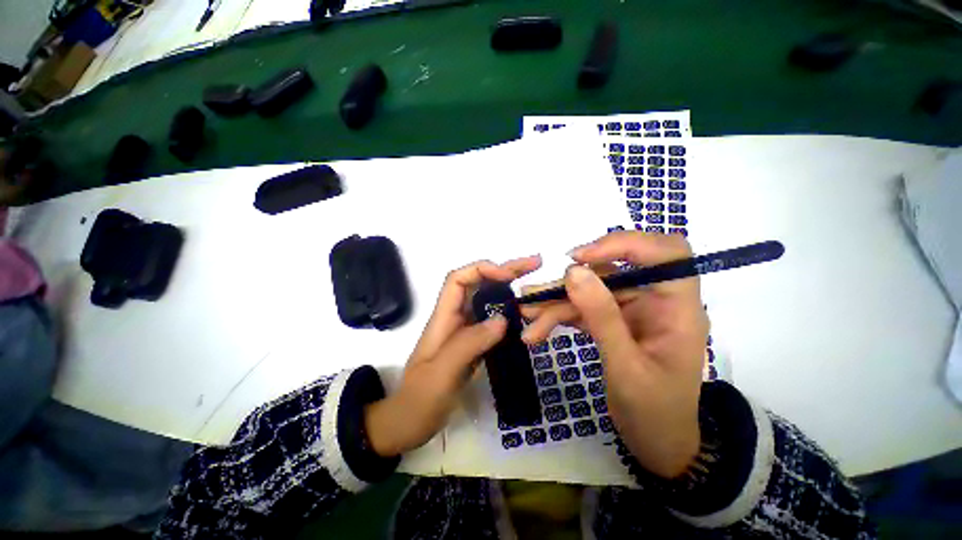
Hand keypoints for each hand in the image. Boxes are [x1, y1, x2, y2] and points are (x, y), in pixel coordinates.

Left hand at [365, 256, 541, 456]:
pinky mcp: (474, 344)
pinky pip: (493, 321)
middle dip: (504, 271)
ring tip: (534, 282)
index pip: (458, 279)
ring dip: (509, 288)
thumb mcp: (442, 372)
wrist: (409, 423)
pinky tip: (524, 314)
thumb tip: (502, 319)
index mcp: (443, 317)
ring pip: (487, 301)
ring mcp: (465, 330)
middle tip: (535, 264)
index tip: (508, 277)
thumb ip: (470, 343)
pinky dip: (509, 312)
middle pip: (477, 284)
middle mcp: (455, 317)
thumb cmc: (420, 399)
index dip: (482, 270)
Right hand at [521, 232, 707, 477]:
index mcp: (677, 307)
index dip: (625, 244)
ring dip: (556, 302)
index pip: (666, 252)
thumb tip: (573, 271)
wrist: (656, 445)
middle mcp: (654, 300)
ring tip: (526, 314)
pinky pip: (582, 309)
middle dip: (571, 283)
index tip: (581, 258)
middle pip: (611, 272)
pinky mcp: (612, 321)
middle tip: (536, 294)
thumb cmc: (655, 413)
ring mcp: (630, 310)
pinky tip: (535, 329)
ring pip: (589, 290)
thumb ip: (601, 317)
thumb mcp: (626, 367)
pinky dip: (557, 316)